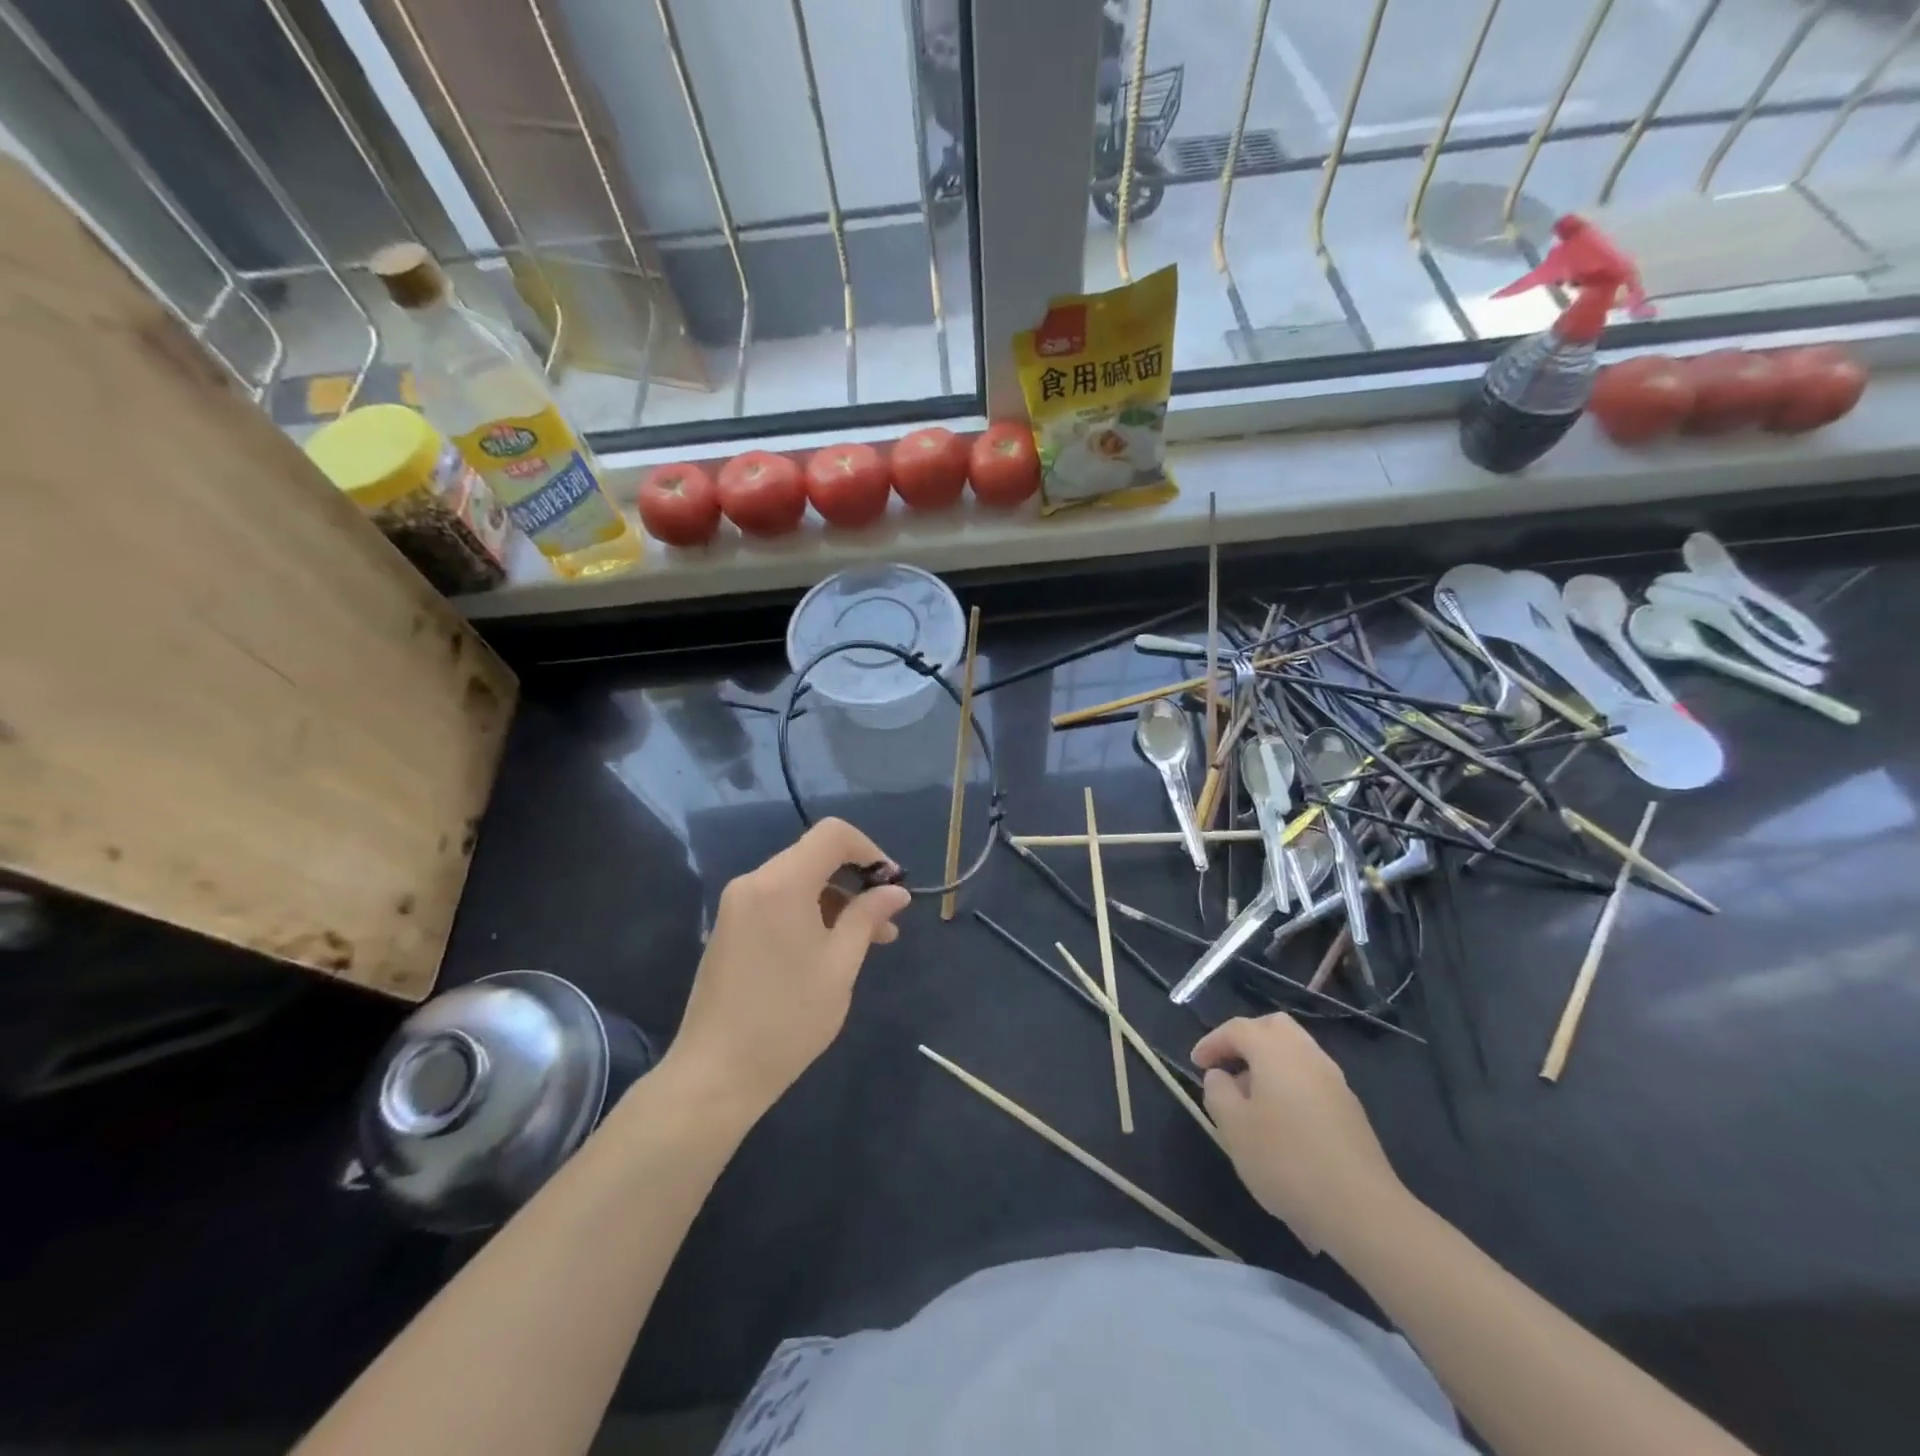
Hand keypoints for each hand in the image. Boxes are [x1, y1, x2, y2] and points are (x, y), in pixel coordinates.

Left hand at [665, 819, 910, 1124]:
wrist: (715, 1074)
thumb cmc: (788, 1019)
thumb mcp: (840, 965)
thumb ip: (868, 917)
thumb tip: (896, 891)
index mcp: (782, 883)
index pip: (832, 834)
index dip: (869, 850)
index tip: (892, 885)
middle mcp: (754, 882)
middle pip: (815, 857)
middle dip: (856, 881)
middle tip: (887, 922)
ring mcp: (737, 905)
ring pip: (798, 881)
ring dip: (835, 901)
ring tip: (868, 942)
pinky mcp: (730, 928)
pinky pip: (778, 902)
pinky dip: (809, 913)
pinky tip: (830, 949)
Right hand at [1192, 1013, 1408, 1257]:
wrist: (1361, 1210)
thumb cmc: (1286, 1161)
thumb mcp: (1234, 1128)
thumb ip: (1218, 1092)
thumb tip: (1220, 1075)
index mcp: (1276, 1051)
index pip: (1238, 1029)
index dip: (1212, 1041)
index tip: (1195, 1064)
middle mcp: (1307, 1055)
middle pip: (1273, 1027)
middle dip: (1246, 1039)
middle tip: (1227, 1065)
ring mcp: (1334, 1080)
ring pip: (1296, 1051)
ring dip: (1269, 1062)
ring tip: (1250, 1097)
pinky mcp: (1350, 1108)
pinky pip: (1311, 1077)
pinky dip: (1290, 1082)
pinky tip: (1281, 1119)